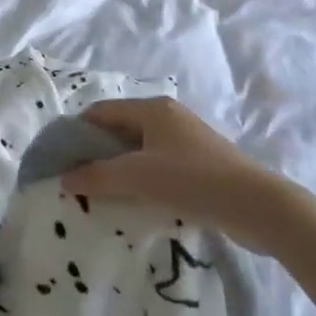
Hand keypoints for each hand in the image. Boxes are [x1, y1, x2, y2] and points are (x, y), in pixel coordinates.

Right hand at [60, 97, 276, 241]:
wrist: (257, 206)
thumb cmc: (192, 180)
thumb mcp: (138, 177)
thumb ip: (97, 176)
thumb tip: (65, 179)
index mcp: (152, 109)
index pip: (101, 112)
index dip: (76, 133)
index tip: (58, 159)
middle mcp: (168, 118)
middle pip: (119, 130)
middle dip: (95, 154)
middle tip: (75, 181)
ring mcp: (186, 142)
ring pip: (138, 151)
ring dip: (118, 170)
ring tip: (99, 195)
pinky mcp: (199, 166)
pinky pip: (157, 167)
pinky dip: (140, 180)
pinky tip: (133, 202)